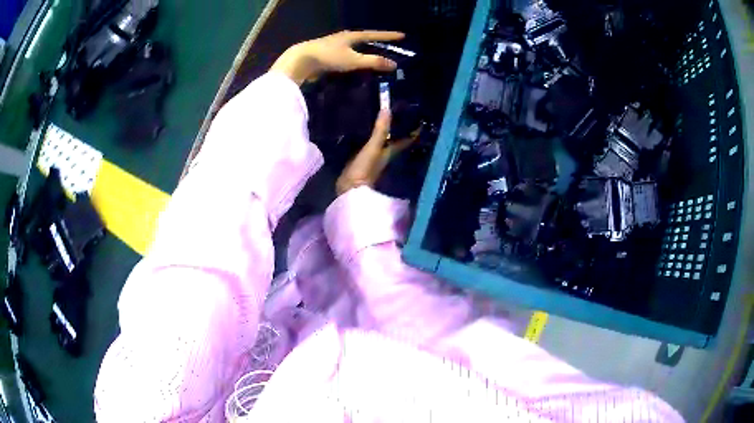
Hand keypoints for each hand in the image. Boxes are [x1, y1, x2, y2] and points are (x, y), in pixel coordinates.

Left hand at [271, 30, 404, 84]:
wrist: (301, 61)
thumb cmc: (328, 57)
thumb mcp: (353, 60)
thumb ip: (373, 62)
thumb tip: (394, 64)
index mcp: (351, 36)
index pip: (375, 34)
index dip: (388, 36)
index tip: (402, 35)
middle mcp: (343, 38)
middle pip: (364, 39)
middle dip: (377, 43)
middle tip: (389, 47)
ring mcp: (333, 46)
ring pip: (354, 48)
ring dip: (365, 52)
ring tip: (375, 57)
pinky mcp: (326, 55)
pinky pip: (346, 56)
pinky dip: (355, 59)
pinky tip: (356, 66)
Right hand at [336, 110, 418, 195]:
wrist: (349, 189)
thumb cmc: (365, 169)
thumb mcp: (373, 147)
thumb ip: (380, 130)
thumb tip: (387, 109)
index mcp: (393, 151)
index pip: (408, 139)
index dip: (415, 130)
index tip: (420, 118)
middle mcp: (387, 154)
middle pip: (397, 139)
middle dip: (400, 128)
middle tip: (400, 112)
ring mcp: (375, 158)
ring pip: (384, 141)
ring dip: (386, 131)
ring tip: (384, 116)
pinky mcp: (363, 160)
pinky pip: (371, 145)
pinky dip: (372, 137)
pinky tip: (367, 129)